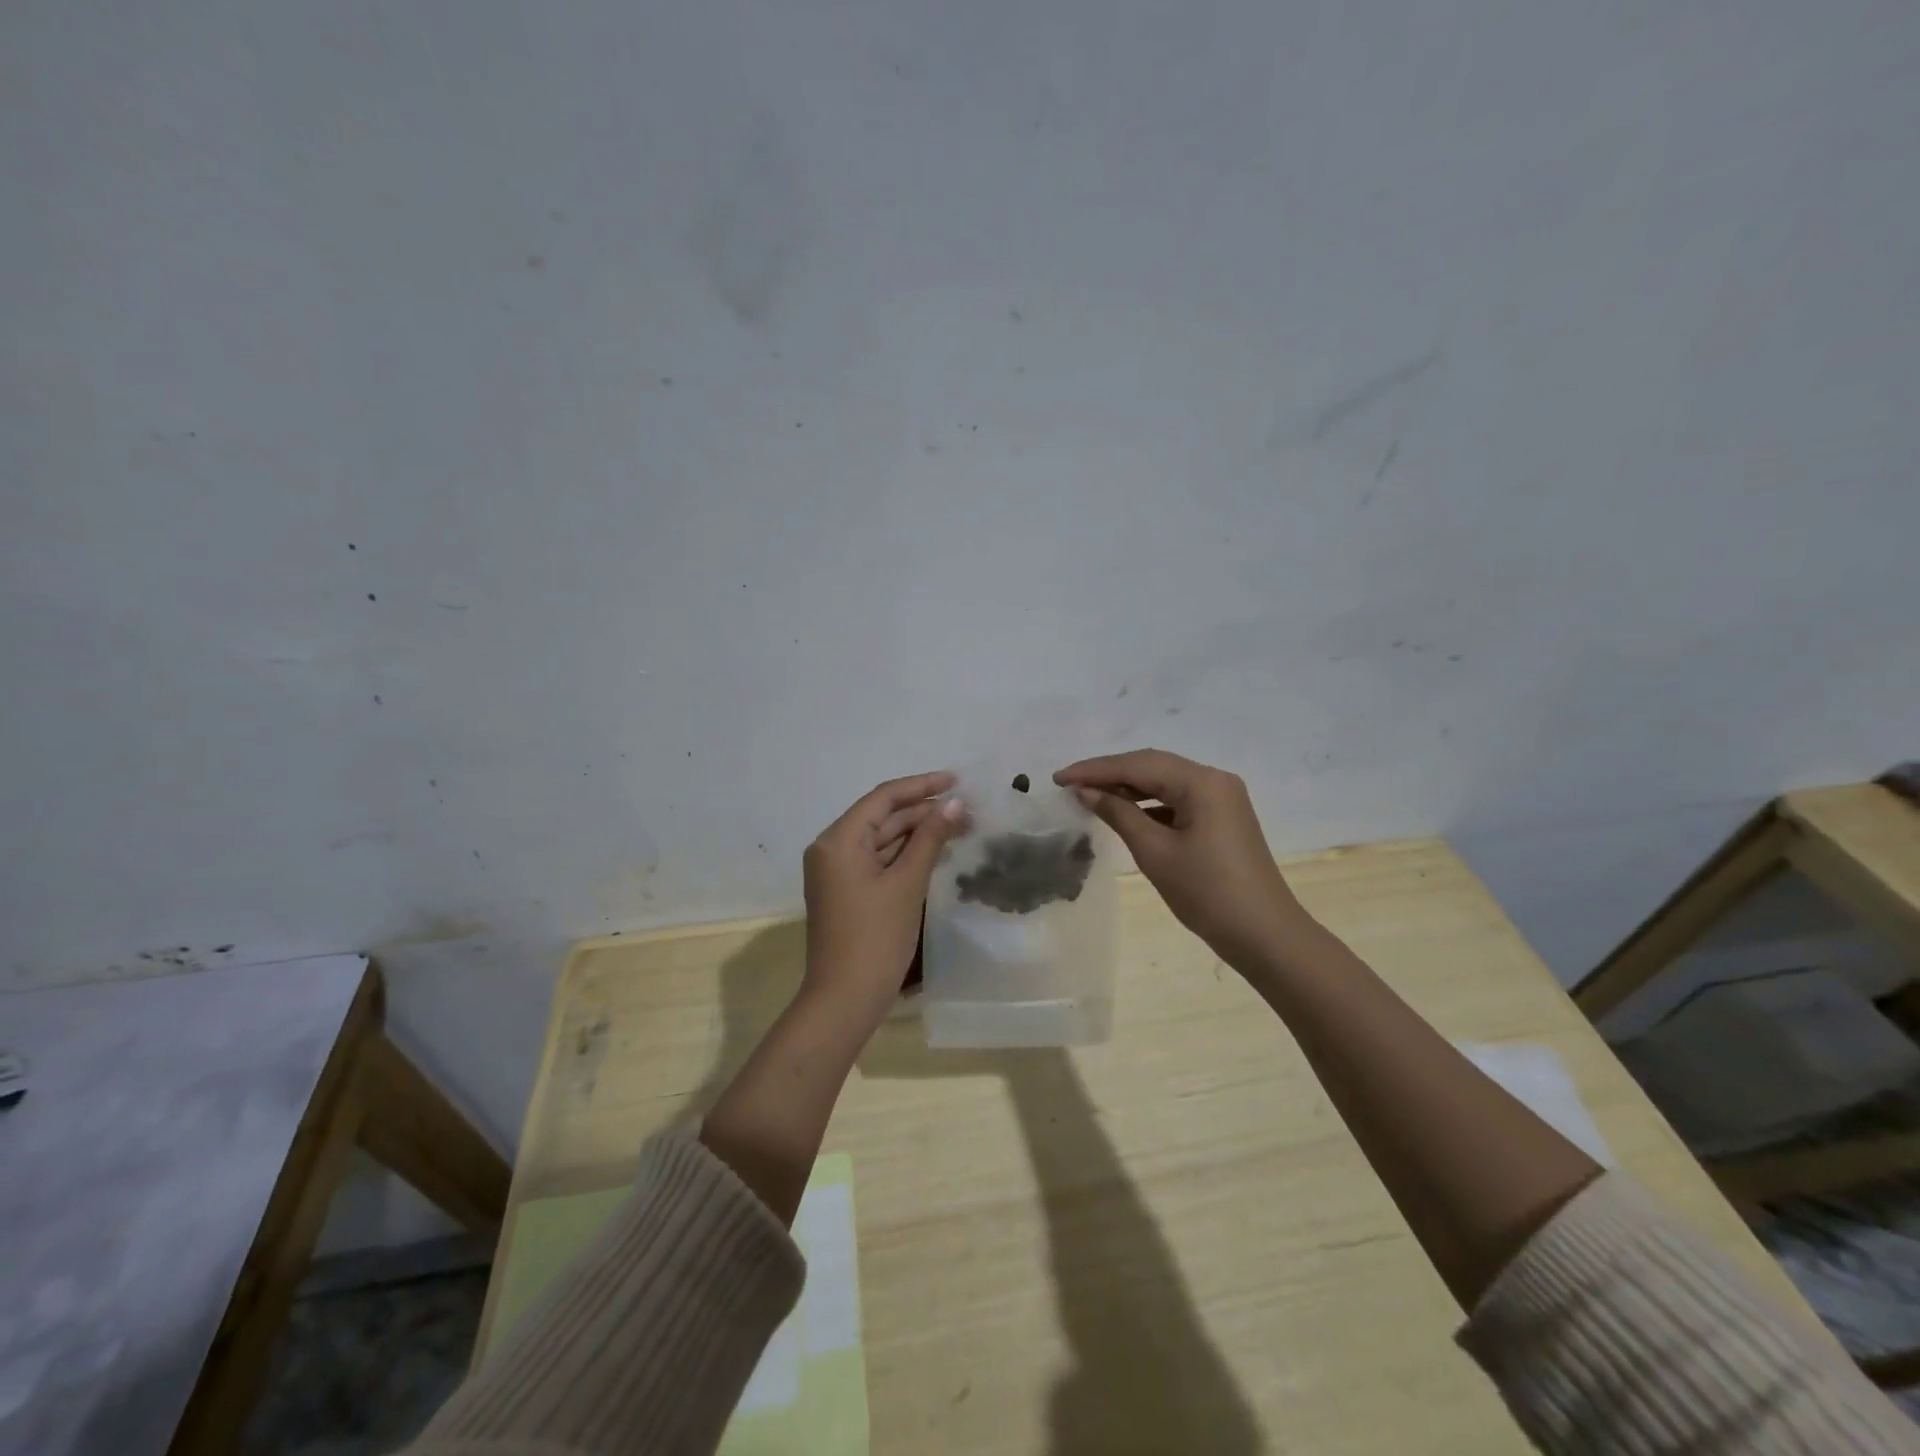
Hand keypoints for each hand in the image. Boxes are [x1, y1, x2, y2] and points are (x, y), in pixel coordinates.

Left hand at [802, 770, 967, 1034]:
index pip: (883, 797)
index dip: (921, 785)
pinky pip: (878, 860)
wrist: (845, 999)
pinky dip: (905, 854)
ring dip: (917, 832)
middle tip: (966, 808)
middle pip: (881, 816)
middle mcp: (832, 848)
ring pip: (882, 839)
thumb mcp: (907, 883)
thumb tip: (956, 804)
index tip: (956, 780)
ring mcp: (838, 871)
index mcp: (838, 839)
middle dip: (922, 811)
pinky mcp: (847, 890)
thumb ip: (931, 838)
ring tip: (959, 826)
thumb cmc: (876, 937)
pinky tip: (936, 850)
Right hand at [1054, 748, 1312, 973]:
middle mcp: (1214, 780)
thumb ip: (1118, 814)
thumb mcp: (1155, 851)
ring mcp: (1222, 799)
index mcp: (1202, 782)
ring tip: (1088, 796)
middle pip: (1152, 766)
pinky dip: (1148, 804)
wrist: (1265, 936)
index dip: (1095, 769)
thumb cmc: (1207, 893)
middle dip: (1109, 773)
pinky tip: (1123, 813)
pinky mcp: (1222, 818)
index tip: (1059, 777)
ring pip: (1164, 782)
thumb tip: (1085, 790)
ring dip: (1127, 788)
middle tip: (1068, 784)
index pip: (1138, 764)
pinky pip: (1177, 800)